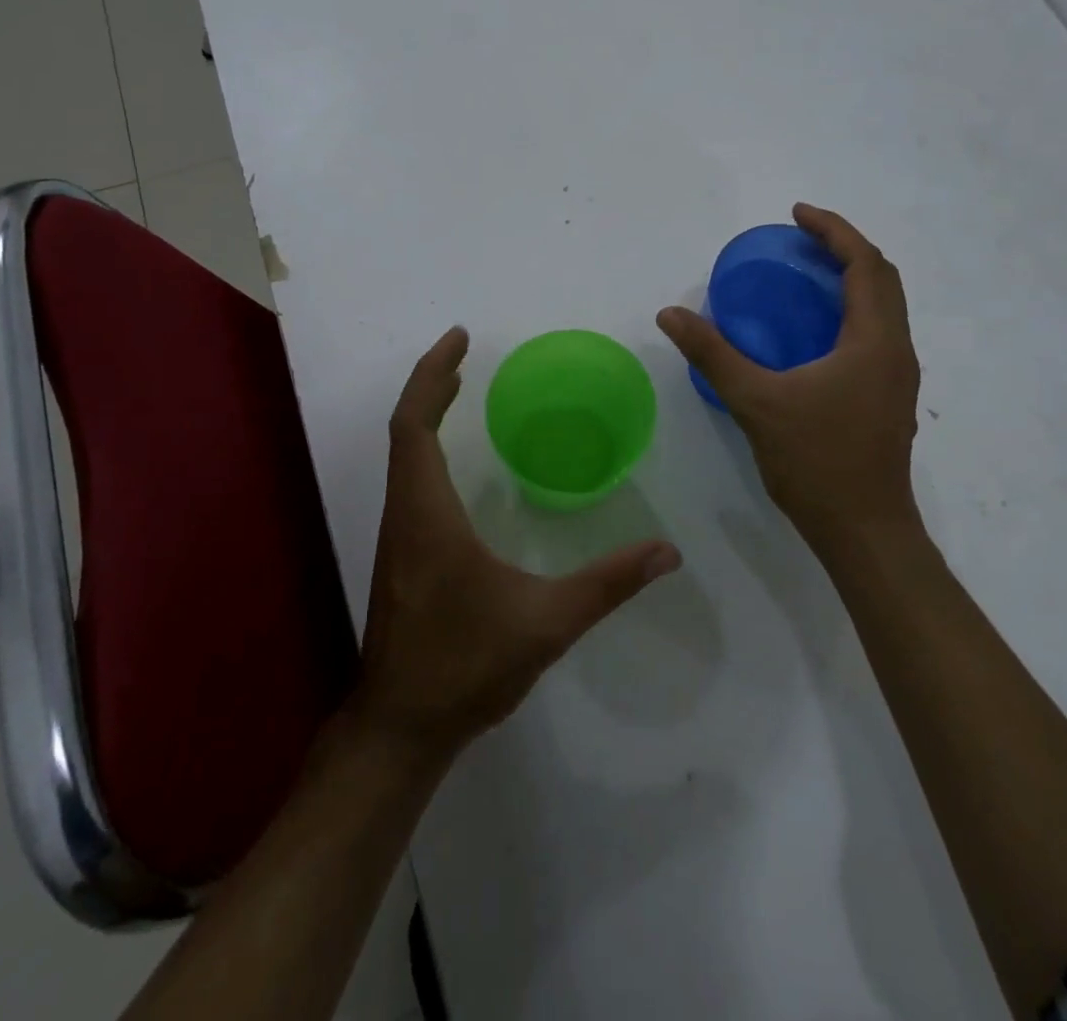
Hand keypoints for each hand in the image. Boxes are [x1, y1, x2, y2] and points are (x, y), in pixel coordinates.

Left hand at [353, 327, 683, 756]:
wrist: (402, 726)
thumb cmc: (466, 666)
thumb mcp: (546, 623)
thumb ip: (608, 584)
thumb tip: (668, 552)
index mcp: (427, 514)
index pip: (414, 425)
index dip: (431, 375)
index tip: (458, 341)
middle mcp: (403, 514)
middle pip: (405, 430)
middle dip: (432, 383)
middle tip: (465, 353)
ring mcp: (397, 536)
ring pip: (403, 457)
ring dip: (426, 415)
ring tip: (459, 389)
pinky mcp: (402, 555)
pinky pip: (409, 481)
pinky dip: (426, 448)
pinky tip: (456, 463)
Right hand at [657, 204, 924, 572]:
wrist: (864, 530)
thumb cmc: (816, 461)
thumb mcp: (756, 402)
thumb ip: (713, 354)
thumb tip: (670, 314)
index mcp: (875, 340)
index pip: (865, 264)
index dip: (833, 230)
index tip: (796, 215)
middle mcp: (897, 350)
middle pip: (883, 279)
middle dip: (845, 248)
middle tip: (801, 240)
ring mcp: (898, 377)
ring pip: (885, 308)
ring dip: (853, 280)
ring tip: (808, 275)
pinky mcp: (890, 398)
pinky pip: (878, 333)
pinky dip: (852, 311)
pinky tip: (815, 332)